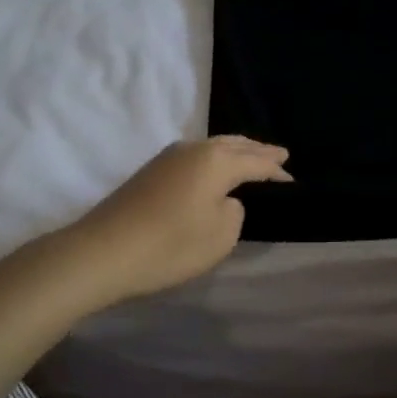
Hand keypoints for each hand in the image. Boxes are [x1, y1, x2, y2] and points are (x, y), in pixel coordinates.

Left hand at [60, 136, 291, 307]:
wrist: (102, 252)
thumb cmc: (170, 246)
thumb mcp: (220, 236)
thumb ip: (234, 212)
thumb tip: (224, 199)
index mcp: (217, 160)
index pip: (257, 162)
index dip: (277, 172)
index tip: (294, 181)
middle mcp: (194, 149)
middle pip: (234, 145)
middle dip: (258, 151)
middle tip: (280, 155)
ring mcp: (168, 157)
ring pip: (212, 147)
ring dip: (235, 152)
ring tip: (252, 157)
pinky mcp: (150, 171)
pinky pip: (195, 157)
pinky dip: (214, 161)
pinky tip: (215, 170)